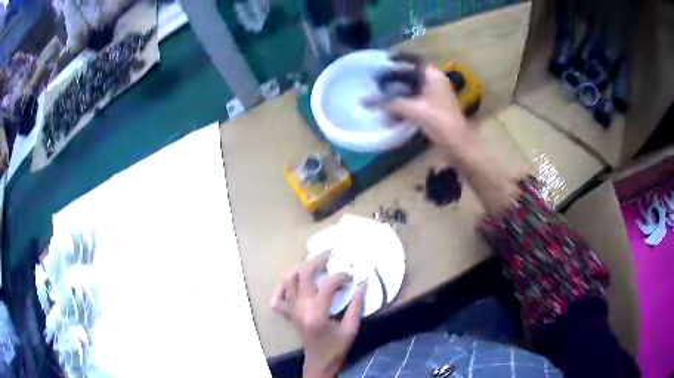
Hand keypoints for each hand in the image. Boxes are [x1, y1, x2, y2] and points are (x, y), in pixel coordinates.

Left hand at [271, 253, 365, 377]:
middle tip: (331, 254)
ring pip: (288, 281)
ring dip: (300, 269)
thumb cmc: (337, 347)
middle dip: (317, 261)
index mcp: (317, 313)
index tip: (352, 276)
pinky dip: (281, 288)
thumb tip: (363, 283)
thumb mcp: (351, 328)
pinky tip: (292, 283)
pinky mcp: (288, 314)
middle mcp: (300, 308)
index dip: (341, 276)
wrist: (320, 361)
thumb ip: (357, 305)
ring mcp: (291, 310)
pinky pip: (277, 299)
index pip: (327, 284)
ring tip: (314, 264)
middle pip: (303, 275)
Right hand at [378, 64, 471, 150]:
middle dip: (395, 75)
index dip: (401, 57)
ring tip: (382, 93)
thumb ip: (389, 103)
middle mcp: (435, 82)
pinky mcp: (434, 107)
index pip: (416, 59)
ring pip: (414, 87)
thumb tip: (365, 100)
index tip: (386, 58)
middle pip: (413, 73)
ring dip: (398, 90)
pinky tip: (392, 109)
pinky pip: (416, 99)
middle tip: (379, 78)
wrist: (458, 142)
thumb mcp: (413, 110)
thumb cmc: (439, 120)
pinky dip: (404, 102)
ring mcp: (436, 95)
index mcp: (433, 76)